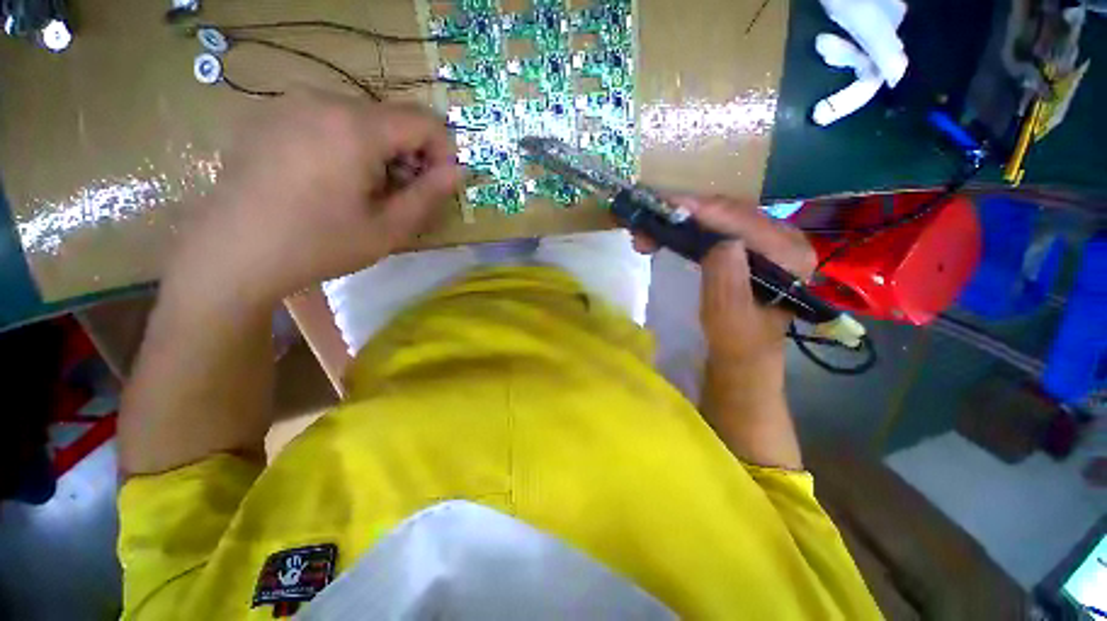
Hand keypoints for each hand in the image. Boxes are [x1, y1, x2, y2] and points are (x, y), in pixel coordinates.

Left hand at [167, 91, 462, 307]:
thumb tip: (458, 171)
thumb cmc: (319, 244)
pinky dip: (347, 146)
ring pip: (361, 120)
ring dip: (379, 153)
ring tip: (363, 193)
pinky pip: (327, 121)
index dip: (442, 152)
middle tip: (399, 197)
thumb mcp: (389, 228)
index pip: (424, 121)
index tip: (437, 185)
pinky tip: (329, 182)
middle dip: (408, 156)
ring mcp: (291, 104)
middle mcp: (323, 99)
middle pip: (391, 119)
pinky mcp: (270, 116)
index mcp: (355, 127)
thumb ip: (429, 195)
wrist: (232, 253)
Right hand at [633, 196, 815, 365]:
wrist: (741, 352)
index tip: (668, 205)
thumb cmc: (736, 341)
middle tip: (649, 219)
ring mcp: (765, 238)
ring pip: (720, 216)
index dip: (706, 211)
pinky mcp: (747, 244)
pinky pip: (716, 225)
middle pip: (731, 212)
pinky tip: (667, 231)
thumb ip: (728, 280)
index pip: (745, 223)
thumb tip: (720, 241)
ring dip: (683, 219)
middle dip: (687, 212)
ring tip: (649, 229)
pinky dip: (688, 226)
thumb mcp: (729, 318)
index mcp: (790, 256)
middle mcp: (783, 238)